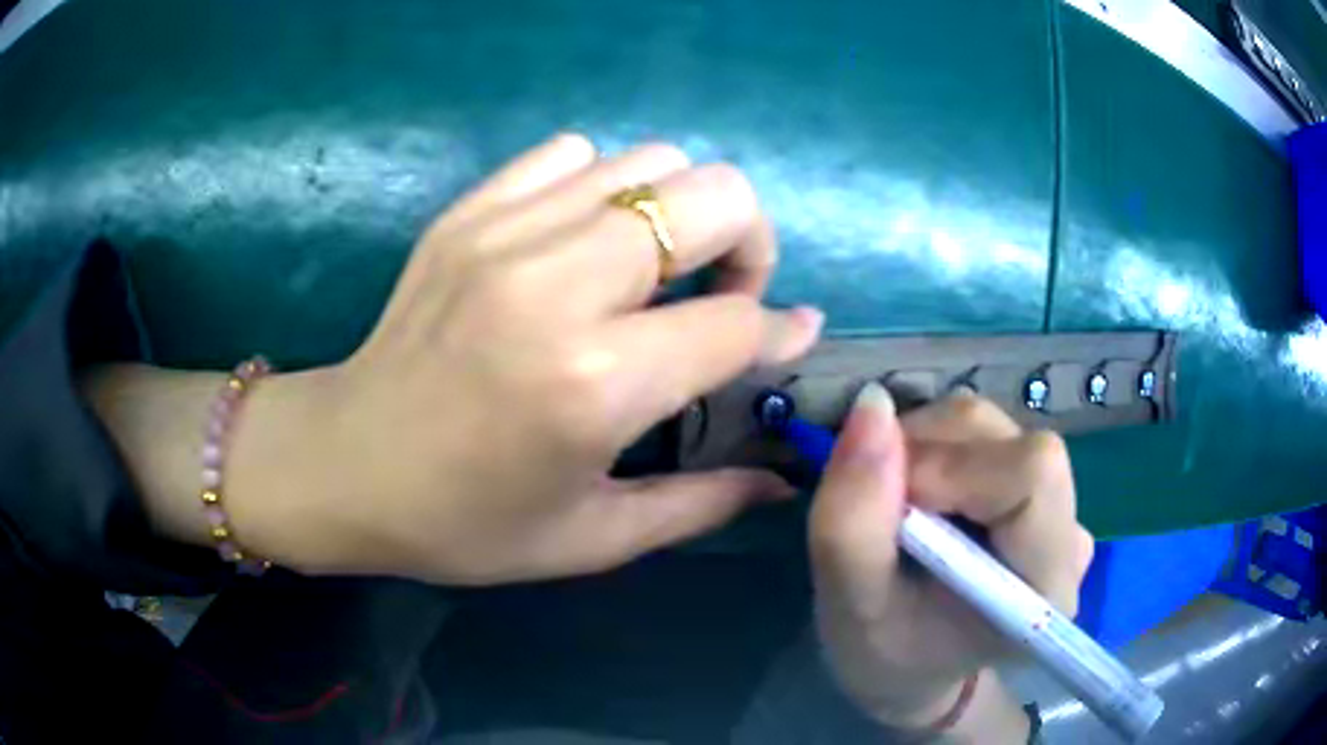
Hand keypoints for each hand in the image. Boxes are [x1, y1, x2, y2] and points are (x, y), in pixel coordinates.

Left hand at [221, 133, 821, 583]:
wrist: (345, 465)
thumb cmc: (465, 522)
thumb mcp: (592, 538)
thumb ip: (703, 503)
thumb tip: (784, 476)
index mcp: (596, 384)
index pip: (737, 322)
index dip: (780, 331)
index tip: (789, 337)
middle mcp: (558, 286)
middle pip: (714, 198)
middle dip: (746, 242)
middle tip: (717, 293)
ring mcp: (506, 232)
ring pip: (651, 161)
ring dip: (677, 212)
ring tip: (651, 269)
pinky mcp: (469, 212)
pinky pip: (571, 154)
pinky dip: (600, 186)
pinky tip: (580, 240)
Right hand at [808, 384, 1093, 734]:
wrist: (918, 670)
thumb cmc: (888, 659)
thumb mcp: (850, 610)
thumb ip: (852, 520)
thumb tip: (871, 406)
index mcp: (1046, 584)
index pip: (1030, 474)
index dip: (953, 468)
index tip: (892, 506)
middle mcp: (1068, 532)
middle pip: (1008, 439)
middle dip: (930, 452)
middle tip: (882, 505)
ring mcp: (1056, 504)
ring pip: (990, 425)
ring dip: (926, 446)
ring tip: (896, 509)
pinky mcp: (1034, 486)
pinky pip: (983, 434)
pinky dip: (935, 446)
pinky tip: (921, 498)